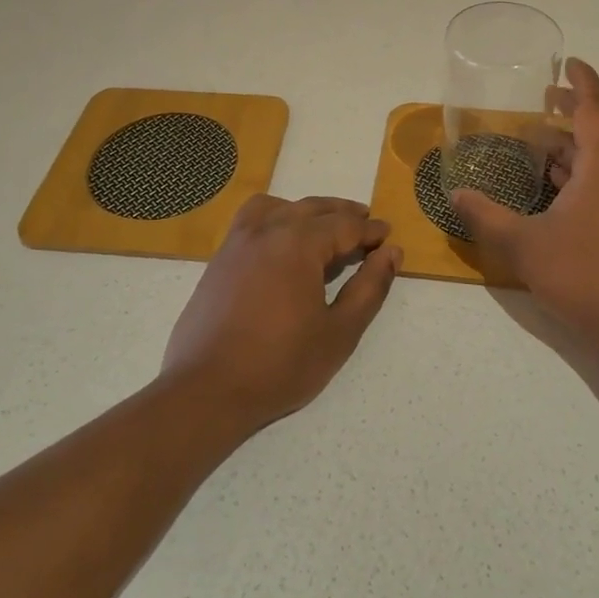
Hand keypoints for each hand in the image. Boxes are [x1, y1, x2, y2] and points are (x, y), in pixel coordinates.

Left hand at [162, 196, 401, 429]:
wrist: (206, 390)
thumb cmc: (280, 364)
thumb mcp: (339, 331)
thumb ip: (369, 287)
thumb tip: (391, 253)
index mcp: (298, 244)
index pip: (344, 226)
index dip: (370, 230)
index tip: (387, 236)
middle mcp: (266, 231)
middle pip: (312, 208)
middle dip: (342, 214)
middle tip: (365, 224)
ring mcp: (237, 242)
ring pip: (278, 207)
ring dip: (306, 210)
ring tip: (323, 226)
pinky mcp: (219, 260)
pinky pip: (251, 220)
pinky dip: (275, 218)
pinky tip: (282, 243)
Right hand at [452, 59, 598, 352]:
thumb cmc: (582, 274)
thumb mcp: (524, 244)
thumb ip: (486, 216)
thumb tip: (456, 195)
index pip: (595, 108)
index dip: (582, 82)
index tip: (568, 63)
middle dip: (574, 110)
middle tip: (543, 99)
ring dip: (575, 143)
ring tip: (540, 139)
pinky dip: (581, 170)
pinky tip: (554, 185)